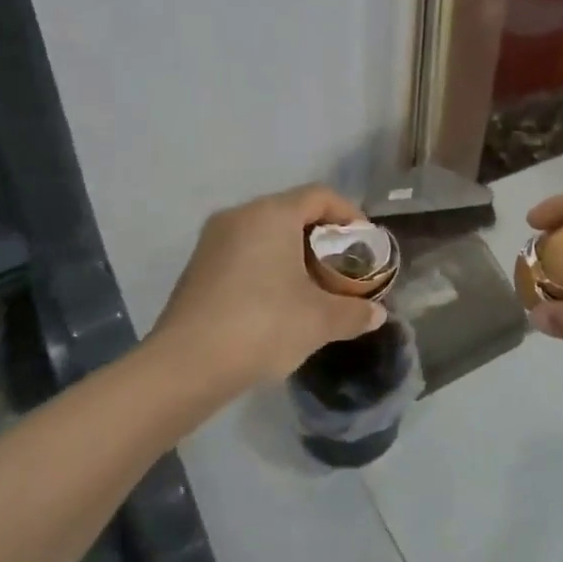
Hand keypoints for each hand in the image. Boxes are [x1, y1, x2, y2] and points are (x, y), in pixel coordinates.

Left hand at [154, 184, 387, 391]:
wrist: (186, 365)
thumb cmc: (263, 326)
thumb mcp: (320, 321)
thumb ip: (354, 312)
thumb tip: (376, 315)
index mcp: (272, 214)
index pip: (321, 196)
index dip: (349, 215)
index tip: (364, 245)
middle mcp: (240, 215)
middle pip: (292, 212)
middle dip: (322, 238)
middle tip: (342, 268)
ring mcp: (212, 240)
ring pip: (265, 233)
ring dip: (293, 253)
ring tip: (313, 287)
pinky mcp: (197, 267)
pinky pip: (243, 252)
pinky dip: (267, 266)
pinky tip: (277, 302)